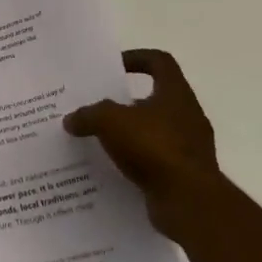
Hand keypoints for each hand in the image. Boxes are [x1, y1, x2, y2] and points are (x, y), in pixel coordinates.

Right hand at [63, 49, 219, 239]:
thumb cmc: (154, 148)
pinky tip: (113, 169)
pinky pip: (155, 161)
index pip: (160, 62)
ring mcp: (189, 148)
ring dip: (130, 135)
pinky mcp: (185, 176)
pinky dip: (136, 162)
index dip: (137, 58)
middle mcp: (187, 116)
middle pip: (155, 98)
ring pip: (154, 132)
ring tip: (100, 141)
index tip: (113, 67)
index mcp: (176, 94)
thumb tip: (71, 120)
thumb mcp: (110, 122)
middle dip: (126, 102)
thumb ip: (89, 115)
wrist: (190, 203)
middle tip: (97, 107)